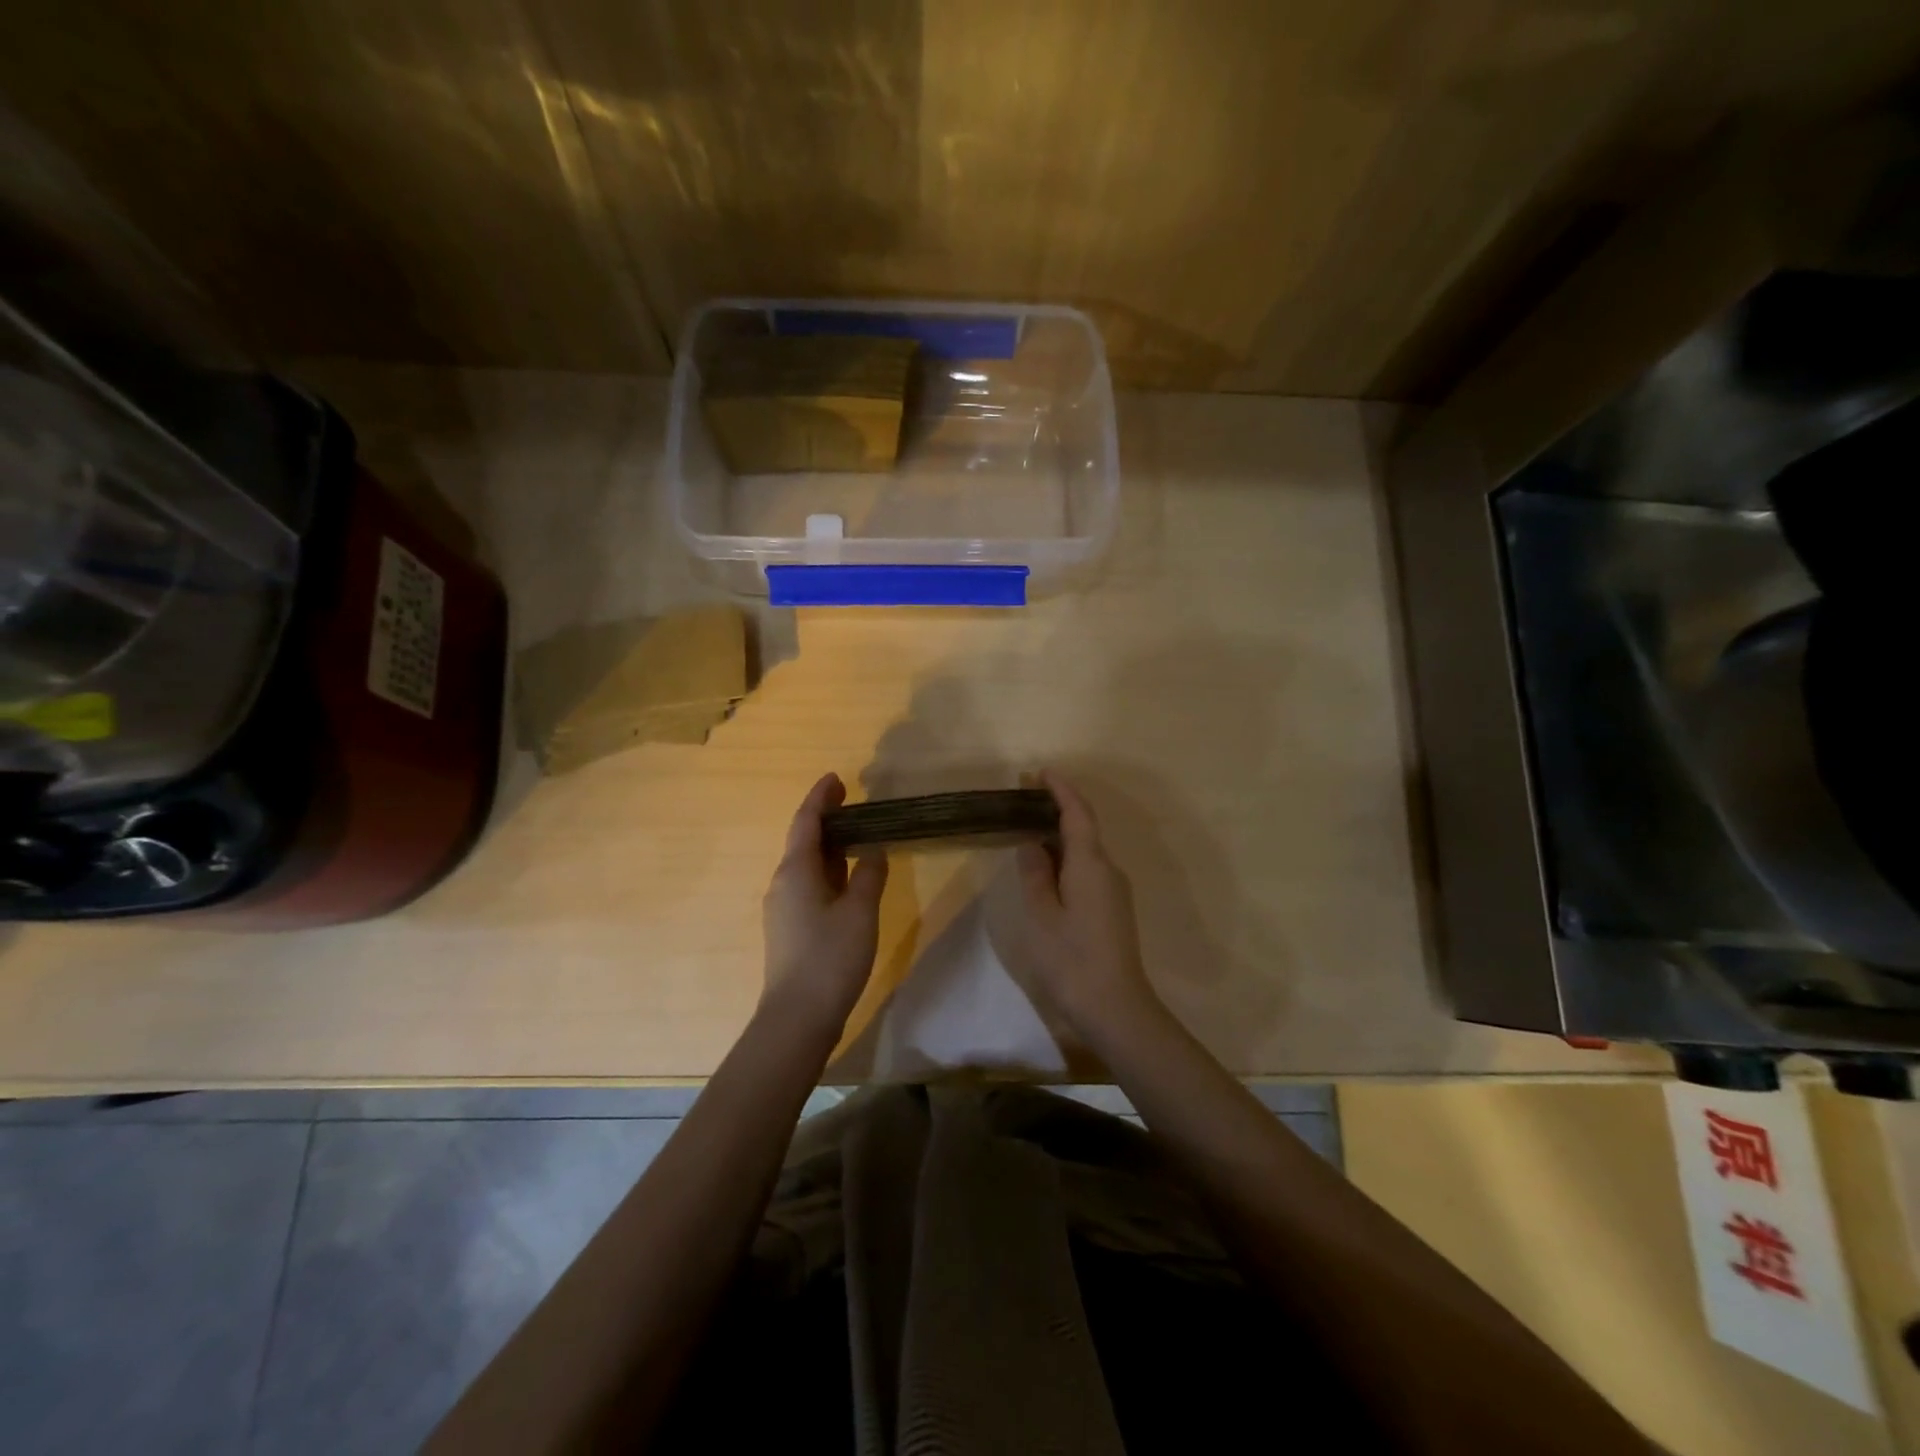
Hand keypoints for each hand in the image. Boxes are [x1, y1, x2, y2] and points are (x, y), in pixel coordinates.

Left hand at [761, 773, 888, 1039]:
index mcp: (796, 871)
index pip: (806, 822)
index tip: (836, 778)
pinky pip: (807, 885)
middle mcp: (782, 883)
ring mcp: (782, 907)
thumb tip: (872, 850)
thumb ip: (868, 875)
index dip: (820, 798)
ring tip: (854, 835)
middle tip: (851, 802)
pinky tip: (846, 878)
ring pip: (805, 865)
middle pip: (803, 840)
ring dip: (827, 846)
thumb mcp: (860, 912)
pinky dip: (827, 871)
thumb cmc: (830, 957)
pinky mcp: (789, 928)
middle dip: (825, 819)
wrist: (797, 1017)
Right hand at [1015, 771, 1164, 1044]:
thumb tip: (1031, 843)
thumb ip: (1035, 874)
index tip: (1041, 772)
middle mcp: (1108, 869)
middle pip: (1083, 828)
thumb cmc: (1071, 959)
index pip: (1078, 814)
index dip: (1061, 790)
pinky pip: (1088, 868)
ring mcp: (1114, 890)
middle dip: (1057, 808)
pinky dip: (1067, 857)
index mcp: (1090, 864)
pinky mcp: (1113, 908)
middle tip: (1024, 799)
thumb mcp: (1042, 915)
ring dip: (1060, 834)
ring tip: (1028, 829)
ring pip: (1086, 850)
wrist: (1116, 1007)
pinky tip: (1047, 867)